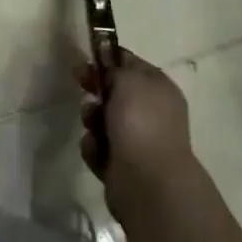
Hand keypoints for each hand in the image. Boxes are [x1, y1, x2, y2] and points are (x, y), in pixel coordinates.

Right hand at [78, 49, 194, 210]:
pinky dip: (94, 148)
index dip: (108, 60)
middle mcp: (151, 113)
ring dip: (92, 120)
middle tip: (82, 87)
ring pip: (103, 120)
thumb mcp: (128, 79)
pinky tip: (98, 151)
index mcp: (159, 89)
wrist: (147, 181)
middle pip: (115, 93)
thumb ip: (115, 68)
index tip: (87, 61)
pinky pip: (98, 147)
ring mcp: (137, 141)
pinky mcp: (122, 166)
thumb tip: (109, 69)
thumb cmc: (141, 122)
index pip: (131, 65)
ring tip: (93, 127)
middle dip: (96, 91)